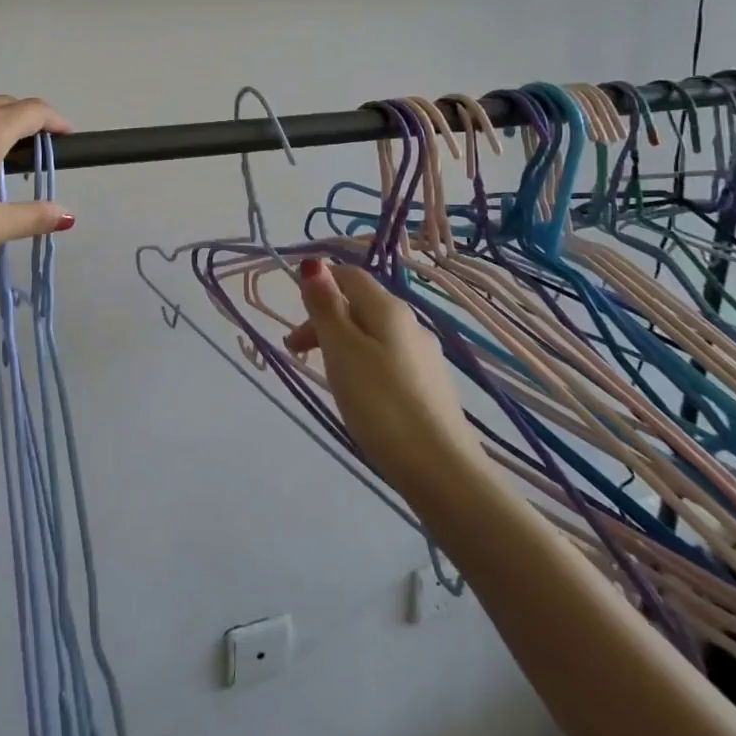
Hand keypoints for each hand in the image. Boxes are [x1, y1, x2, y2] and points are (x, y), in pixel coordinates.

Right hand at [286, 258, 482, 491]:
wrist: (442, 472)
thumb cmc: (381, 404)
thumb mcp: (342, 351)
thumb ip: (326, 306)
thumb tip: (315, 264)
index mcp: (389, 309)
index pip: (350, 275)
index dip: (319, 284)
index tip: (292, 316)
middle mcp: (411, 325)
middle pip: (360, 305)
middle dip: (324, 320)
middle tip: (296, 352)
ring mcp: (424, 358)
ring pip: (374, 335)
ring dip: (342, 344)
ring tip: (324, 375)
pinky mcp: (430, 388)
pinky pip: (388, 360)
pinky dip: (363, 365)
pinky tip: (359, 395)